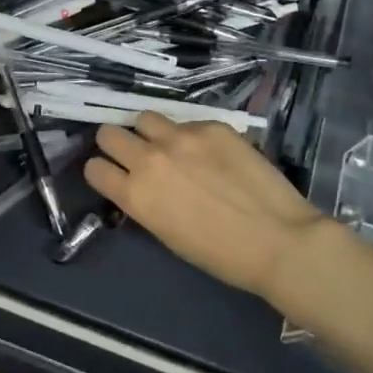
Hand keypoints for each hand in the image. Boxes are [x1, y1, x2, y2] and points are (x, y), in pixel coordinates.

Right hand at [84, 114, 326, 301]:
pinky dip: (192, 136)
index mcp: (135, 194)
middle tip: (134, 154)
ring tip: (170, 146)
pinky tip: (213, 154)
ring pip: (144, 118)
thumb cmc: (220, 255)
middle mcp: (150, 159)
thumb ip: (146, 202)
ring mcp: (181, 137)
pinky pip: (188, 123)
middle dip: (116, 144)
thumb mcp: (167, 234)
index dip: (102, 171)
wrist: (278, 239)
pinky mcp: (212, 126)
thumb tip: (142, 186)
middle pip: (109, 133)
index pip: (94, 168)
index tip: (112, 175)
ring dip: (150, 132)